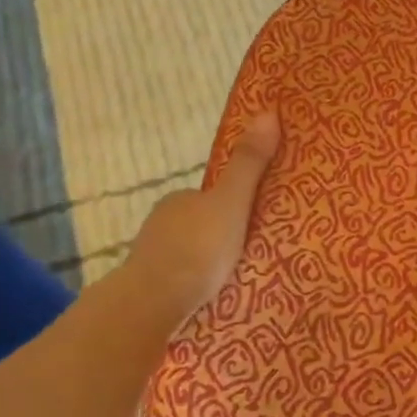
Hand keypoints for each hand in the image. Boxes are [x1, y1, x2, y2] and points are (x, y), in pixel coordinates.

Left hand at [113, 111, 281, 336]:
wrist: (151, 304)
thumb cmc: (197, 249)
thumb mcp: (232, 202)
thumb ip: (249, 164)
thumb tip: (268, 111)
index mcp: (179, 200)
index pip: (209, 196)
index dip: (232, 205)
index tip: (252, 221)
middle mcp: (160, 224)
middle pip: (198, 225)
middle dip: (220, 236)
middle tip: (251, 252)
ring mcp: (151, 258)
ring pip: (187, 255)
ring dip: (206, 264)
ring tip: (235, 280)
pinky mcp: (147, 291)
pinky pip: (178, 282)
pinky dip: (193, 286)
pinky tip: (210, 299)